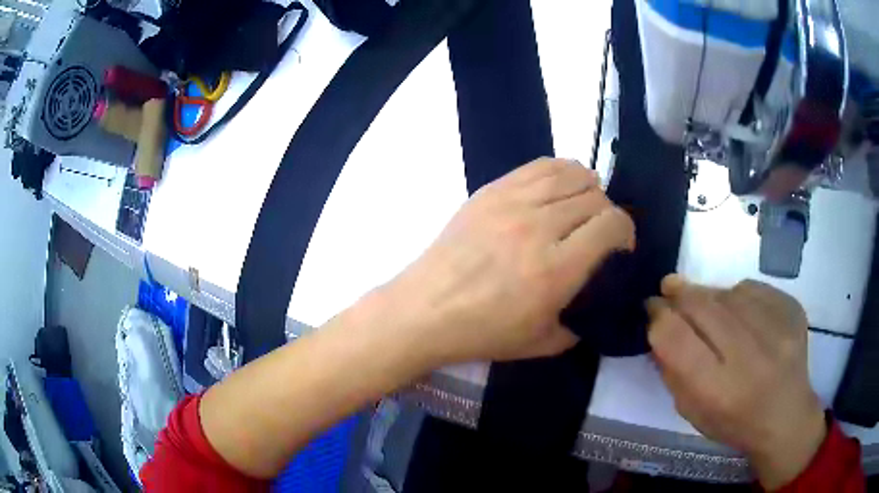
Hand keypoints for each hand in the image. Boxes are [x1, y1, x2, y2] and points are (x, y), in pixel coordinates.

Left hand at [380, 157, 634, 363]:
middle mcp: (540, 226)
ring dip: (587, 187)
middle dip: (607, 213)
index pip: (612, 224)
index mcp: (557, 268)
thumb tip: (593, 306)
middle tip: (597, 232)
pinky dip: (559, 171)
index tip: (620, 247)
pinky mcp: (491, 191)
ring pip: (570, 174)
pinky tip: (558, 187)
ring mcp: (512, 202)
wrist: (426, 309)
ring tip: (582, 205)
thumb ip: (578, 325)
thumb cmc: (482, 332)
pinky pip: (538, 166)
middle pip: (594, 197)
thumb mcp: (541, 343)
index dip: (626, 231)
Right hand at [647, 276, 825, 489]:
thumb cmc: (733, 422)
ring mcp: (775, 328)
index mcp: (717, 390)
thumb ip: (672, 369)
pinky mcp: (792, 309)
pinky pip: (754, 288)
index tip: (653, 308)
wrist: (786, 416)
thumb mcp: (691, 411)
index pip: (675, 337)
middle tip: (669, 288)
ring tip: (711, 310)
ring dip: (711, 296)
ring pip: (727, 291)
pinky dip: (740, 295)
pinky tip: (742, 313)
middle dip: (679, 293)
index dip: (658, 316)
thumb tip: (659, 324)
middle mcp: (748, 356)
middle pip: (702, 305)